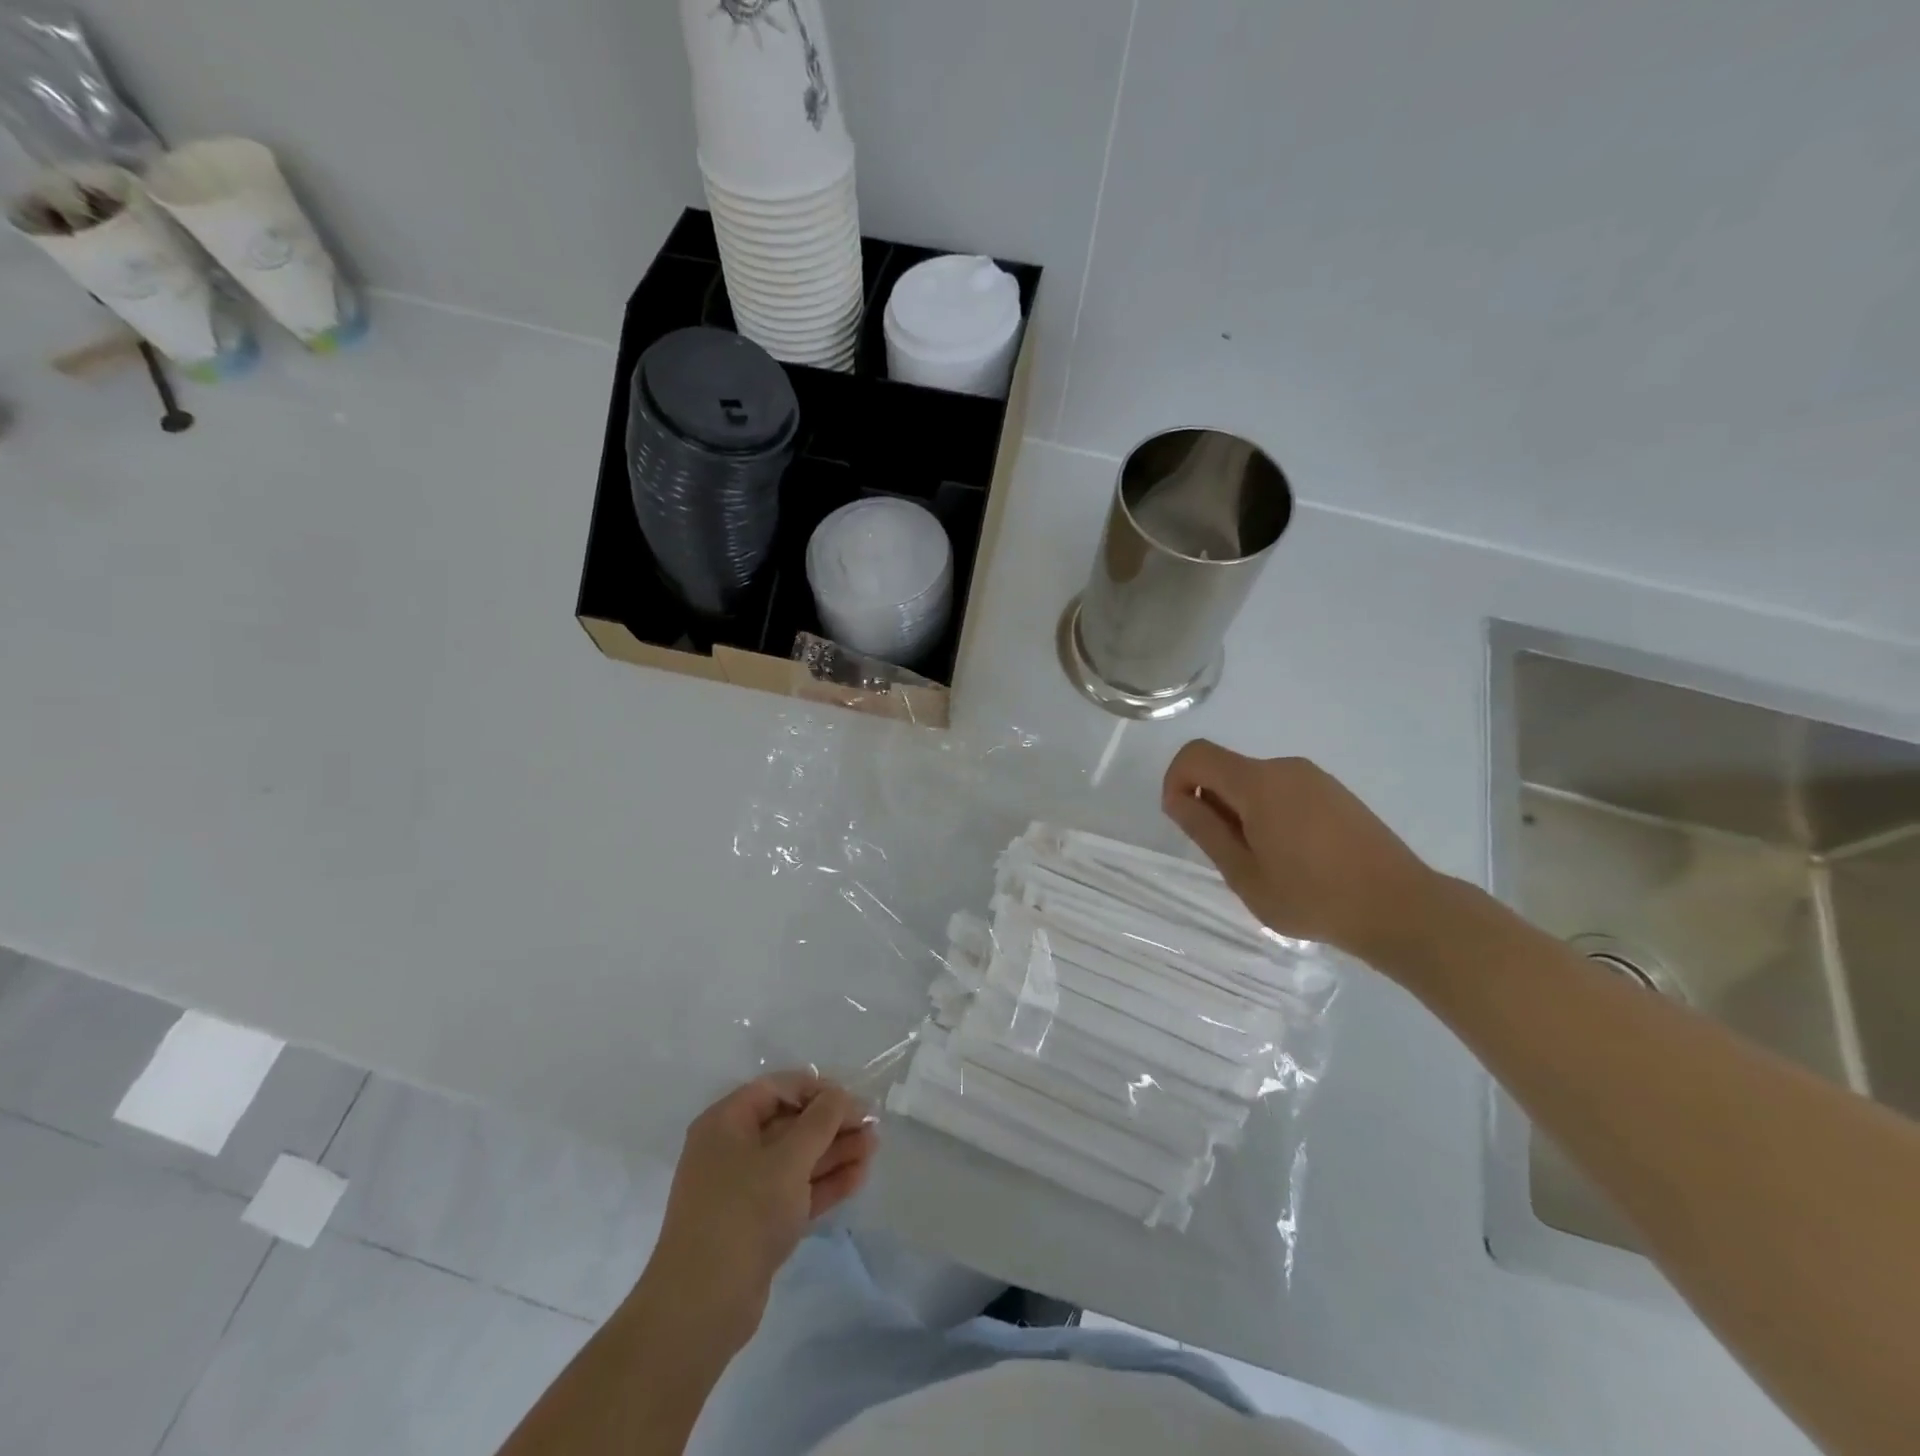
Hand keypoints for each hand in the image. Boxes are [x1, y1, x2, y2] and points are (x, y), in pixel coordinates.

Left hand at [641, 1073, 876, 1346]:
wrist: (701, 1308)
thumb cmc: (743, 1214)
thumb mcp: (788, 1159)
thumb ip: (820, 1121)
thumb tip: (841, 1095)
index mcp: (726, 1123)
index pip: (776, 1089)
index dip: (817, 1089)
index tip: (852, 1099)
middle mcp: (732, 1149)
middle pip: (789, 1123)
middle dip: (832, 1123)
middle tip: (872, 1125)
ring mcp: (743, 1189)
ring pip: (796, 1159)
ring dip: (835, 1152)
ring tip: (874, 1148)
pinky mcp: (757, 1223)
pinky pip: (795, 1190)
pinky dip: (825, 1182)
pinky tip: (859, 1176)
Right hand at [1162, 741, 1440, 963]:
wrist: (1401, 907)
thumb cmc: (1313, 897)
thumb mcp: (1245, 874)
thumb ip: (1205, 831)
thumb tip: (1178, 799)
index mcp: (1259, 783)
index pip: (1196, 755)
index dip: (1175, 781)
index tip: (1184, 821)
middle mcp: (1285, 767)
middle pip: (1225, 768)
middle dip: (1210, 802)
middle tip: (1227, 856)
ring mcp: (1314, 778)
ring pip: (1253, 782)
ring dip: (1239, 811)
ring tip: (1263, 862)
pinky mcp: (1334, 792)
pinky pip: (1281, 790)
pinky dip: (1267, 813)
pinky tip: (1292, 857)